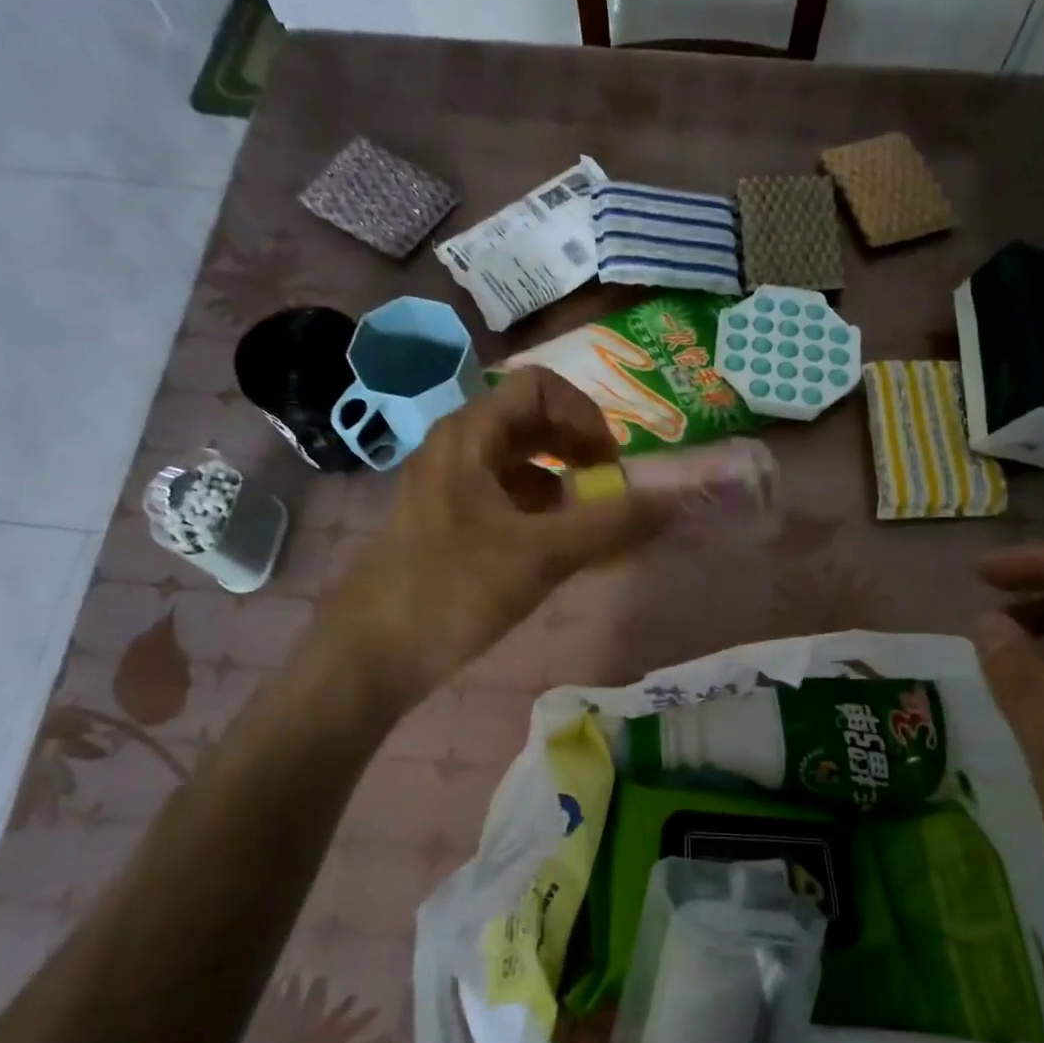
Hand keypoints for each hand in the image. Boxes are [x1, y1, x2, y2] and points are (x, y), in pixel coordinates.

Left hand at [327, 367, 671, 697]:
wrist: (368, 655)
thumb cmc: (451, 591)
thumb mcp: (540, 555)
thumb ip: (611, 524)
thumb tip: (674, 500)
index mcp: (469, 435)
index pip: (539, 387)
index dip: (585, 415)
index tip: (611, 464)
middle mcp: (455, 448)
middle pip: (529, 422)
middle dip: (578, 449)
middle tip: (609, 489)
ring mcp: (446, 486)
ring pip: (517, 462)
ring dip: (562, 482)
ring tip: (588, 524)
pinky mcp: (445, 522)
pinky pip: (503, 497)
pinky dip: (538, 511)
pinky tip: (556, 549)